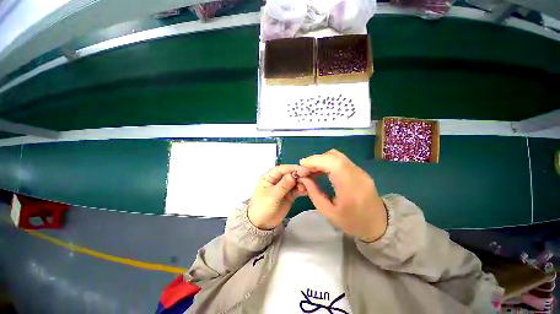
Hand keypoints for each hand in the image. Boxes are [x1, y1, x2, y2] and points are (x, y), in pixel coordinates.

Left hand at [248, 165, 311, 229]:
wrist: (262, 224)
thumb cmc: (263, 208)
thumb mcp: (272, 196)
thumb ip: (283, 185)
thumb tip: (293, 175)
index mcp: (269, 177)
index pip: (281, 169)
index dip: (292, 168)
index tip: (303, 170)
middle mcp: (277, 180)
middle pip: (289, 174)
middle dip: (299, 175)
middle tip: (309, 178)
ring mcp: (284, 187)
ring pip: (295, 181)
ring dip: (302, 182)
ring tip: (308, 186)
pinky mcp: (289, 194)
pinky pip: (297, 189)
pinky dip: (302, 189)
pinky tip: (308, 191)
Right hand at [299, 149, 386, 241]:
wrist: (379, 224)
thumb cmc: (352, 222)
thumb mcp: (328, 212)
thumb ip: (314, 193)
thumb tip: (304, 177)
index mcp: (351, 188)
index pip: (333, 163)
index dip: (315, 160)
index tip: (302, 165)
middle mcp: (357, 175)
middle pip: (334, 156)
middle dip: (316, 159)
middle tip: (305, 169)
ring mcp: (360, 171)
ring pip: (337, 156)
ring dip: (322, 160)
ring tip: (312, 170)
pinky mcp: (359, 170)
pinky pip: (341, 160)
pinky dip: (328, 162)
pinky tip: (322, 170)